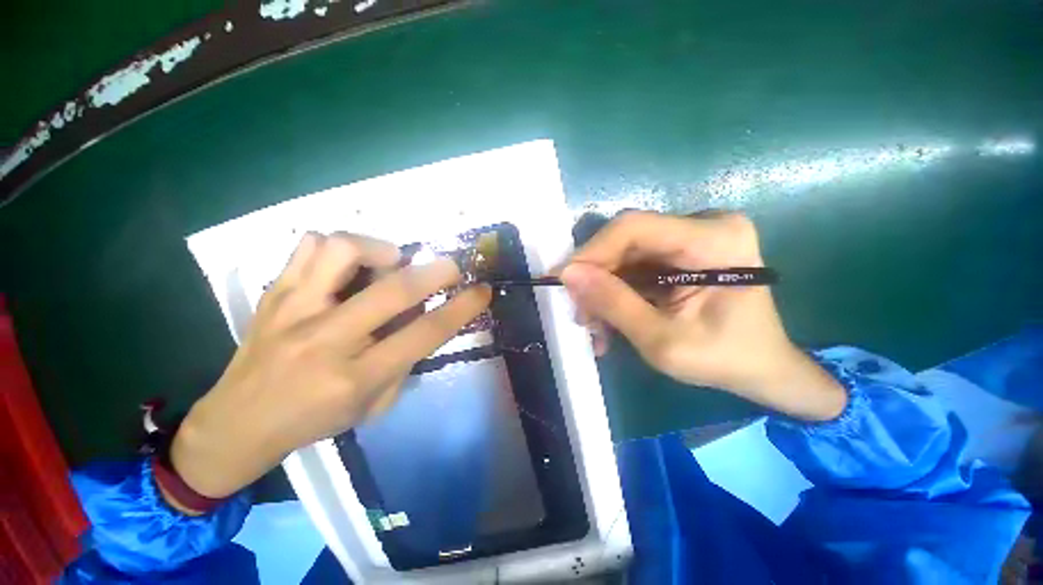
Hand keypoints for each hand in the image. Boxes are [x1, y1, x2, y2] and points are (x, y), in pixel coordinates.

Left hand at [171, 233, 490, 499]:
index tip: (481, 291)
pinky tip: (348, 266)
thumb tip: (422, 318)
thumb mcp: (373, 406)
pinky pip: (308, 247)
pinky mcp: (273, 295)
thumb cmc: (314, 421)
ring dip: (381, 249)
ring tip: (391, 261)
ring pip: (343, 251)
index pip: (424, 334)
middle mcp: (327, 339)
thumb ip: (404, 361)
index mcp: (356, 376)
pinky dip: (338, 247)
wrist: (236, 423)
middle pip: (394, 289)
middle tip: (451, 267)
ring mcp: (294, 311)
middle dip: (436, 271)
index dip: (461, 308)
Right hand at [560, 211, 844, 420]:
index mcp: (714, 240)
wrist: (762, 367)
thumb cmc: (723, 360)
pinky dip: (616, 292)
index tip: (562, 281)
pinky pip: (634, 265)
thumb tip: (568, 275)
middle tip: (579, 313)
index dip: (591, 252)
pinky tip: (608, 321)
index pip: (633, 228)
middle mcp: (704, 225)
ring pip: (625, 254)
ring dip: (603, 289)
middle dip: (595, 277)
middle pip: (626, 240)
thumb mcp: (662, 341)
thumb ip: (614, 305)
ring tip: (593, 326)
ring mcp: (692, 236)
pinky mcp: (681, 252)